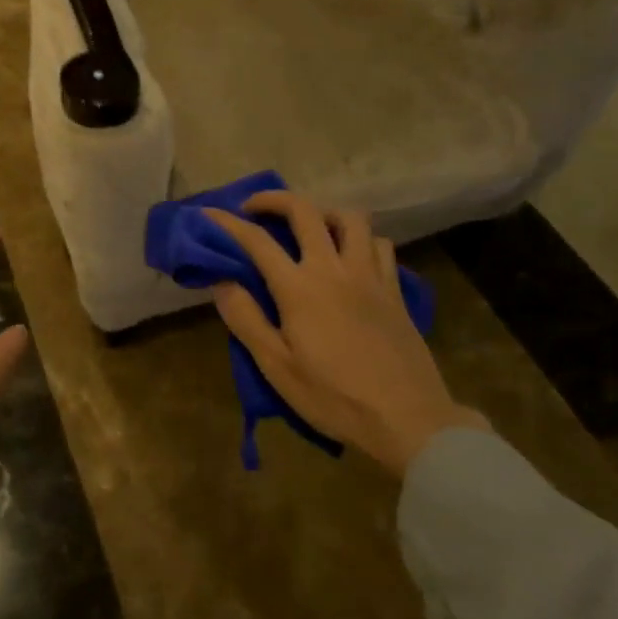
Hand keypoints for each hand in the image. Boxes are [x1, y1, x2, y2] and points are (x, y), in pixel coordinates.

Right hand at [205, 191, 487, 477]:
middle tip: (255, 208)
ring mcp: (369, 276)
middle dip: (274, 200)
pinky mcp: (395, 290)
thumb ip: (246, 319)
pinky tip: (351, 254)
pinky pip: (379, 244)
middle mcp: (334, 269)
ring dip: (323, 212)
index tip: (210, 214)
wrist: (408, 419)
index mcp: (299, 288)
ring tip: (309, 226)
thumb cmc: (334, 397)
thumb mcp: (277, 367)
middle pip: (305, 211)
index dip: (229, 223)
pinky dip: (360, 238)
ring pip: (350, 218)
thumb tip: (222, 282)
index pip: (257, 241)